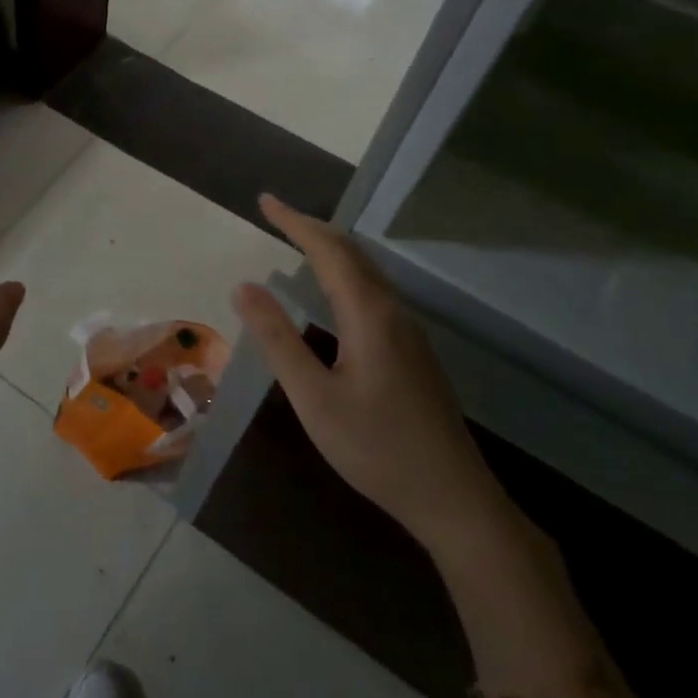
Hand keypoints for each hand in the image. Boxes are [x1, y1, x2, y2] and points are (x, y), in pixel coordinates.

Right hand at [232, 194, 516, 561]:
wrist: (452, 497)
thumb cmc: (375, 448)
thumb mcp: (313, 397)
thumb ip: (278, 340)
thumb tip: (245, 286)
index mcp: (369, 316)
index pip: (329, 251)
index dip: (295, 222)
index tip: (265, 201)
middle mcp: (393, 313)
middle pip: (353, 254)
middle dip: (313, 228)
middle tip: (276, 215)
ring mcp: (409, 333)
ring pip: (367, 274)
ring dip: (331, 250)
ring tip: (299, 242)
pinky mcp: (412, 353)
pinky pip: (374, 294)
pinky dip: (345, 275)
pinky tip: (334, 294)